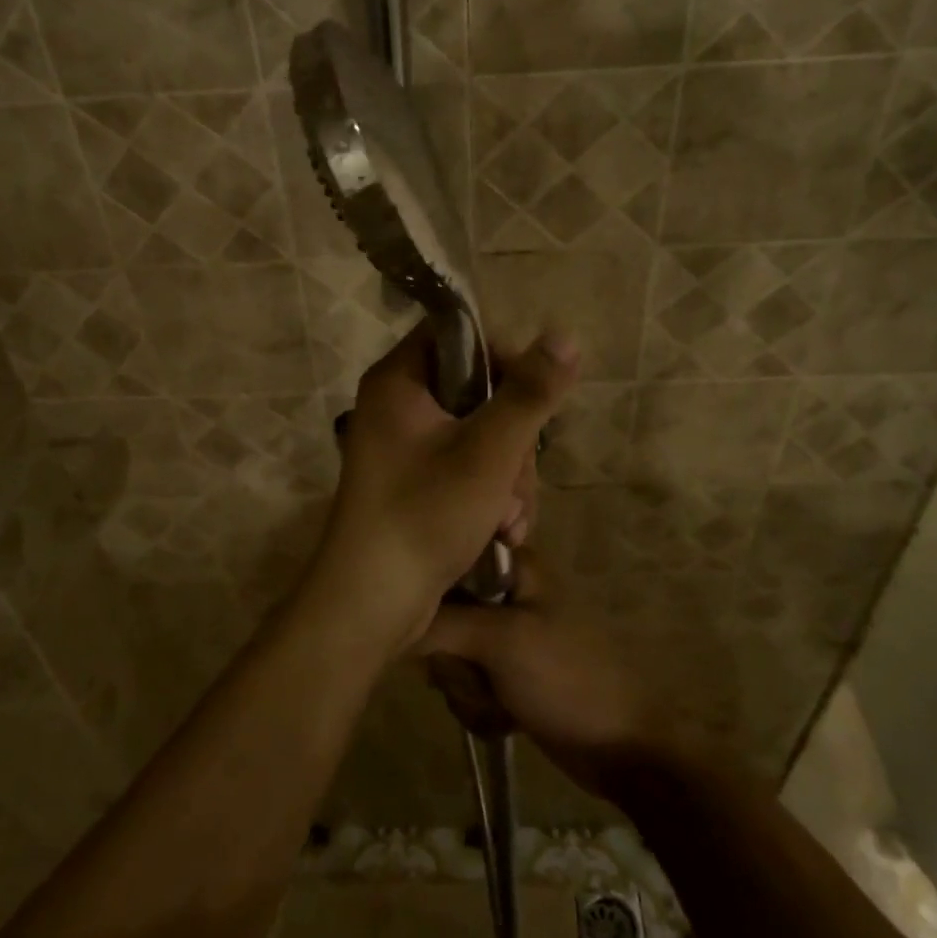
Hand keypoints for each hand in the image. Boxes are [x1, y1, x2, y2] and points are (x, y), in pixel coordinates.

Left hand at [304, 323, 577, 651]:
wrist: (371, 602)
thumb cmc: (424, 514)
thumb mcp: (488, 451)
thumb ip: (529, 394)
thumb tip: (565, 336)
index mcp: (398, 381)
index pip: (458, 335)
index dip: (502, 357)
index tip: (531, 395)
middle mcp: (398, 406)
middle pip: (478, 391)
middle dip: (512, 440)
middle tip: (513, 480)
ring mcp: (406, 447)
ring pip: (482, 435)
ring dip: (509, 477)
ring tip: (507, 519)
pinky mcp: (417, 482)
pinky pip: (468, 468)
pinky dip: (490, 496)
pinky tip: (500, 531)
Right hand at [418, 548, 668, 799]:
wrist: (623, 748)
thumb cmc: (567, 677)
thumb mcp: (501, 641)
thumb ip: (441, 624)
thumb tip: (389, 618)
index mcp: (513, 565)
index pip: (447, 559)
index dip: (431, 592)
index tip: (427, 623)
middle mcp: (506, 593)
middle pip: (442, 614)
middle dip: (452, 657)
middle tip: (479, 672)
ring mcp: (507, 636)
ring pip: (450, 654)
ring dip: (467, 688)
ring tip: (499, 701)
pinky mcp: (507, 674)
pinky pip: (467, 683)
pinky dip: (479, 705)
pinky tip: (504, 719)